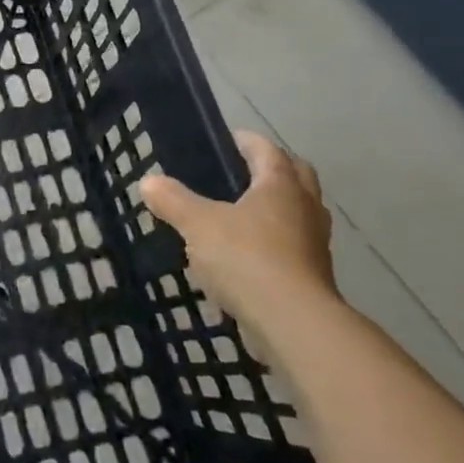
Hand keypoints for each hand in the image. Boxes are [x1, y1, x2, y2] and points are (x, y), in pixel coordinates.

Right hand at [141, 131, 339, 346]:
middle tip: (240, 173)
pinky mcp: (313, 276)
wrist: (293, 323)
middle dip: (271, 170)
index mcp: (280, 186)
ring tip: (240, 215)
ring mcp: (314, 244)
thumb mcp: (198, 225)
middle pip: (296, 176)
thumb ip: (173, 201)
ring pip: (298, 213)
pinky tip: (245, 257)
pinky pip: (293, 247)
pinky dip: (274, 243)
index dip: (247, 141)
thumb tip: (149, 182)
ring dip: (276, 208)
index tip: (227, 139)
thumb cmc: (246, 258)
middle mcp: (305, 208)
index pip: (267, 150)